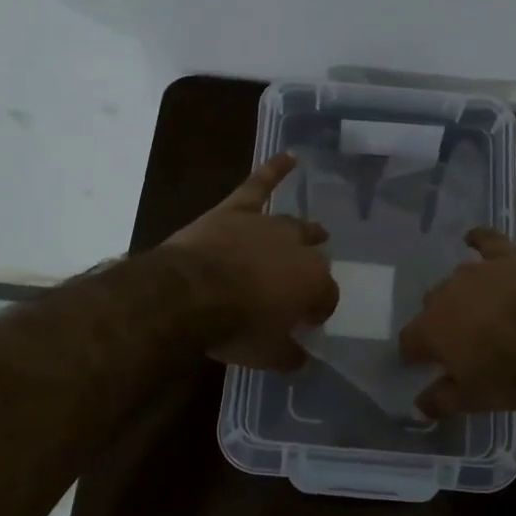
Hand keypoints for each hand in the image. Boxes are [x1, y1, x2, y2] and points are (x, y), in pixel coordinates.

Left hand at [163, 153, 339, 369]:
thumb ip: (289, 356)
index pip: (326, 297)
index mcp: (313, 283)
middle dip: (312, 270)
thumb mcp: (267, 355)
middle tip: (301, 285)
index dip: (318, 310)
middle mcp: (298, 249)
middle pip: (313, 257)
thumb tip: (300, 359)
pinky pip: (259, 185)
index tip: (307, 322)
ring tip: (315, 231)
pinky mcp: (236, 210)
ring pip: (293, 225)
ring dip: (304, 231)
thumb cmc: (234, 327)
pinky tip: (289, 156)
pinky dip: (274, 169)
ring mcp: (267, 225)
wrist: (190, 293)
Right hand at [397, 229, 515, 416]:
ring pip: (458, 279)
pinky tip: (473, 238)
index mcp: (430, 330)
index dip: (414, 353)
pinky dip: (479, 239)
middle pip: (432, 306)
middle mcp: (444, 295)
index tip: (421, 363)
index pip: (409, 341)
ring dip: (462, 293)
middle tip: (460, 340)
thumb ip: (439, 401)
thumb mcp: (472, 399)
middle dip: (441, 321)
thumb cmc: (510, 375)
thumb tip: (417, 406)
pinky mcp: (506, 257)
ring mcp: (475, 272)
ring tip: (478, 307)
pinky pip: (486, 241)